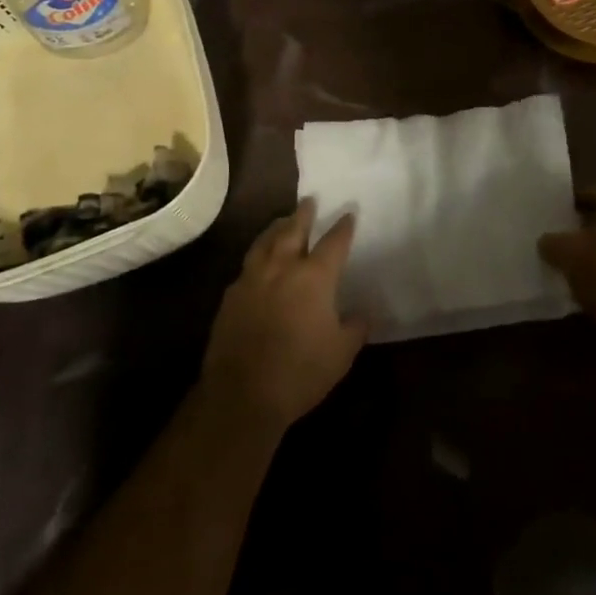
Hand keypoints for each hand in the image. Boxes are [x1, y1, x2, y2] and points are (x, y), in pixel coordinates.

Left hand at [201, 200, 368, 432]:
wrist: (242, 394)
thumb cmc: (300, 372)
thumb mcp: (341, 354)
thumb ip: (356, 327)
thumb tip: (364, 312)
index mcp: (314, 277)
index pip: (334, 242)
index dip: (343, 227)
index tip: (349, 213)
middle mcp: (283, 267)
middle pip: (293, 229)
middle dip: (303, 213)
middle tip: (309, 200)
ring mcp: (252, 278)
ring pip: (265, 241)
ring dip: (277, 228)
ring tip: (282, 221)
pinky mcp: (231, 295)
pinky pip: (247, 266)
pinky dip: (258, 256)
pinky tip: (258, 263)